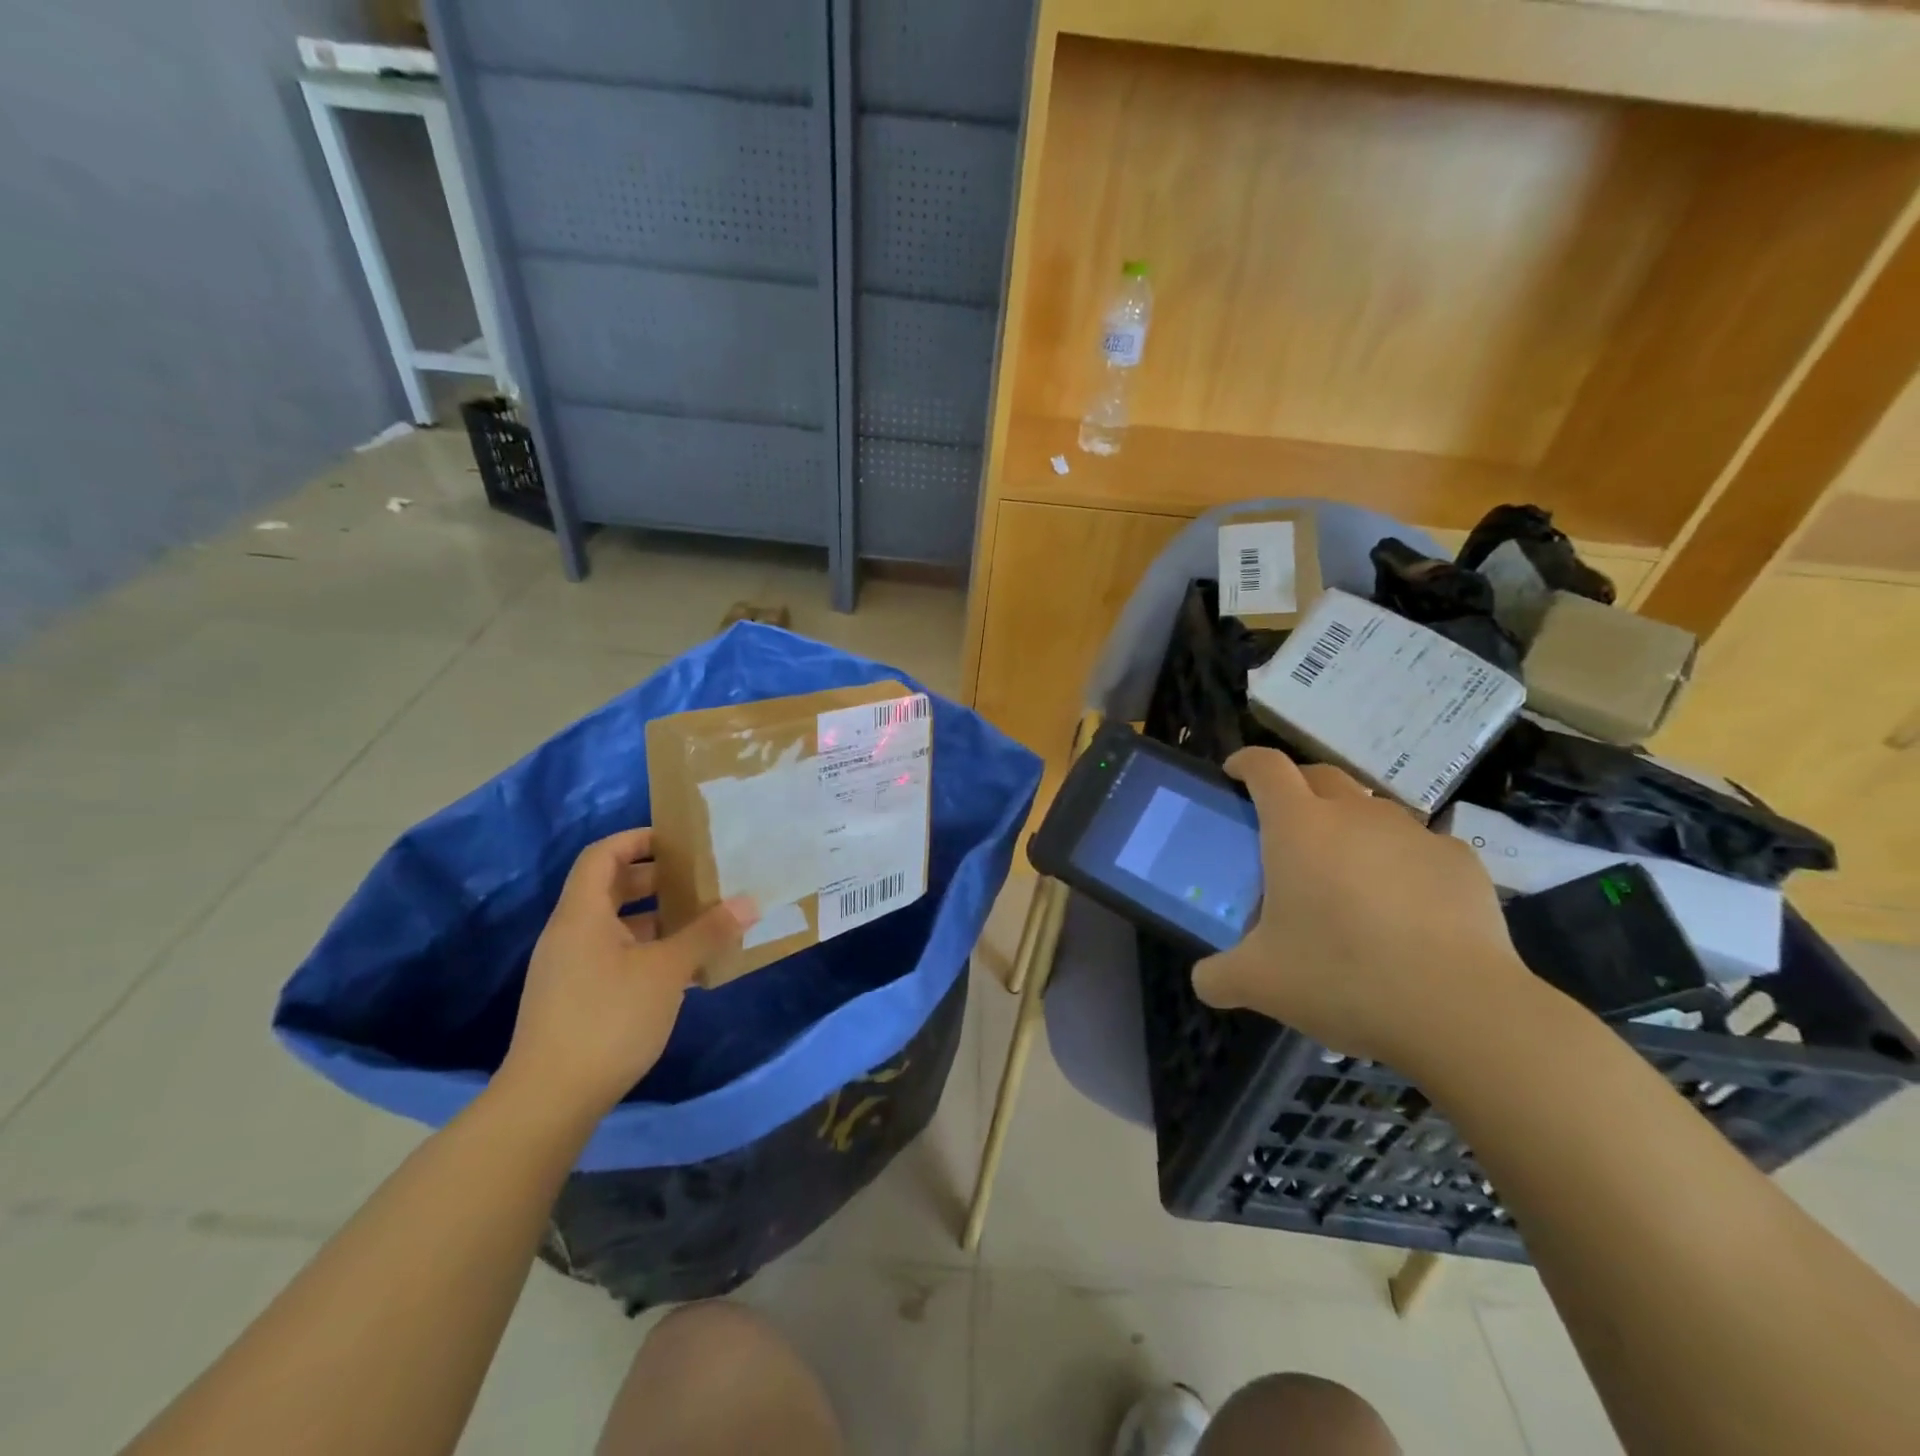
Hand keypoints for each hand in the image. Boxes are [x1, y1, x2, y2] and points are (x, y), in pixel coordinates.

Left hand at [500, 828, 757, 1119]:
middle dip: (657, 879)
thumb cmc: (608, 1018)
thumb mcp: (666, 970)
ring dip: (658, 918)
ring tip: (703, 921)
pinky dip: (648, 951)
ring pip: (617, 925)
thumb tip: (749, 902)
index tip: (679, 840)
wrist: (549, 1100)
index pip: (603, 855)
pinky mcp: (576, 998)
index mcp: (582, 914)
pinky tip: (684, 969)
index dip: (638, 839)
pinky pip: (616, 956)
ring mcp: (571, 968)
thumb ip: (707, 932)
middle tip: (702, 879)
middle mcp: (570, 933)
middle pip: (611, 887)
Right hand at [1192, 750, 1534, 1072]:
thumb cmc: (1340, 977)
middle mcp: (1355, 814)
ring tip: (1346, 873)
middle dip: (1297, 787)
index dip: (1246, 762)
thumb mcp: (1259, 984)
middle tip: (1285, 826)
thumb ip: (1218, 976)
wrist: (1459, 1009)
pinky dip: (1401, 861)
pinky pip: (1419, 846)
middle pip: (1320, 774)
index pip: (1266, 766)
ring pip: (1372, 809)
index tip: (1234, 774)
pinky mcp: (1460, 861)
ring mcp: (1413, 833)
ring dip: (1350, 825)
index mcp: (1298, 826)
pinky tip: (1404, 906)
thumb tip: (1204, 982)